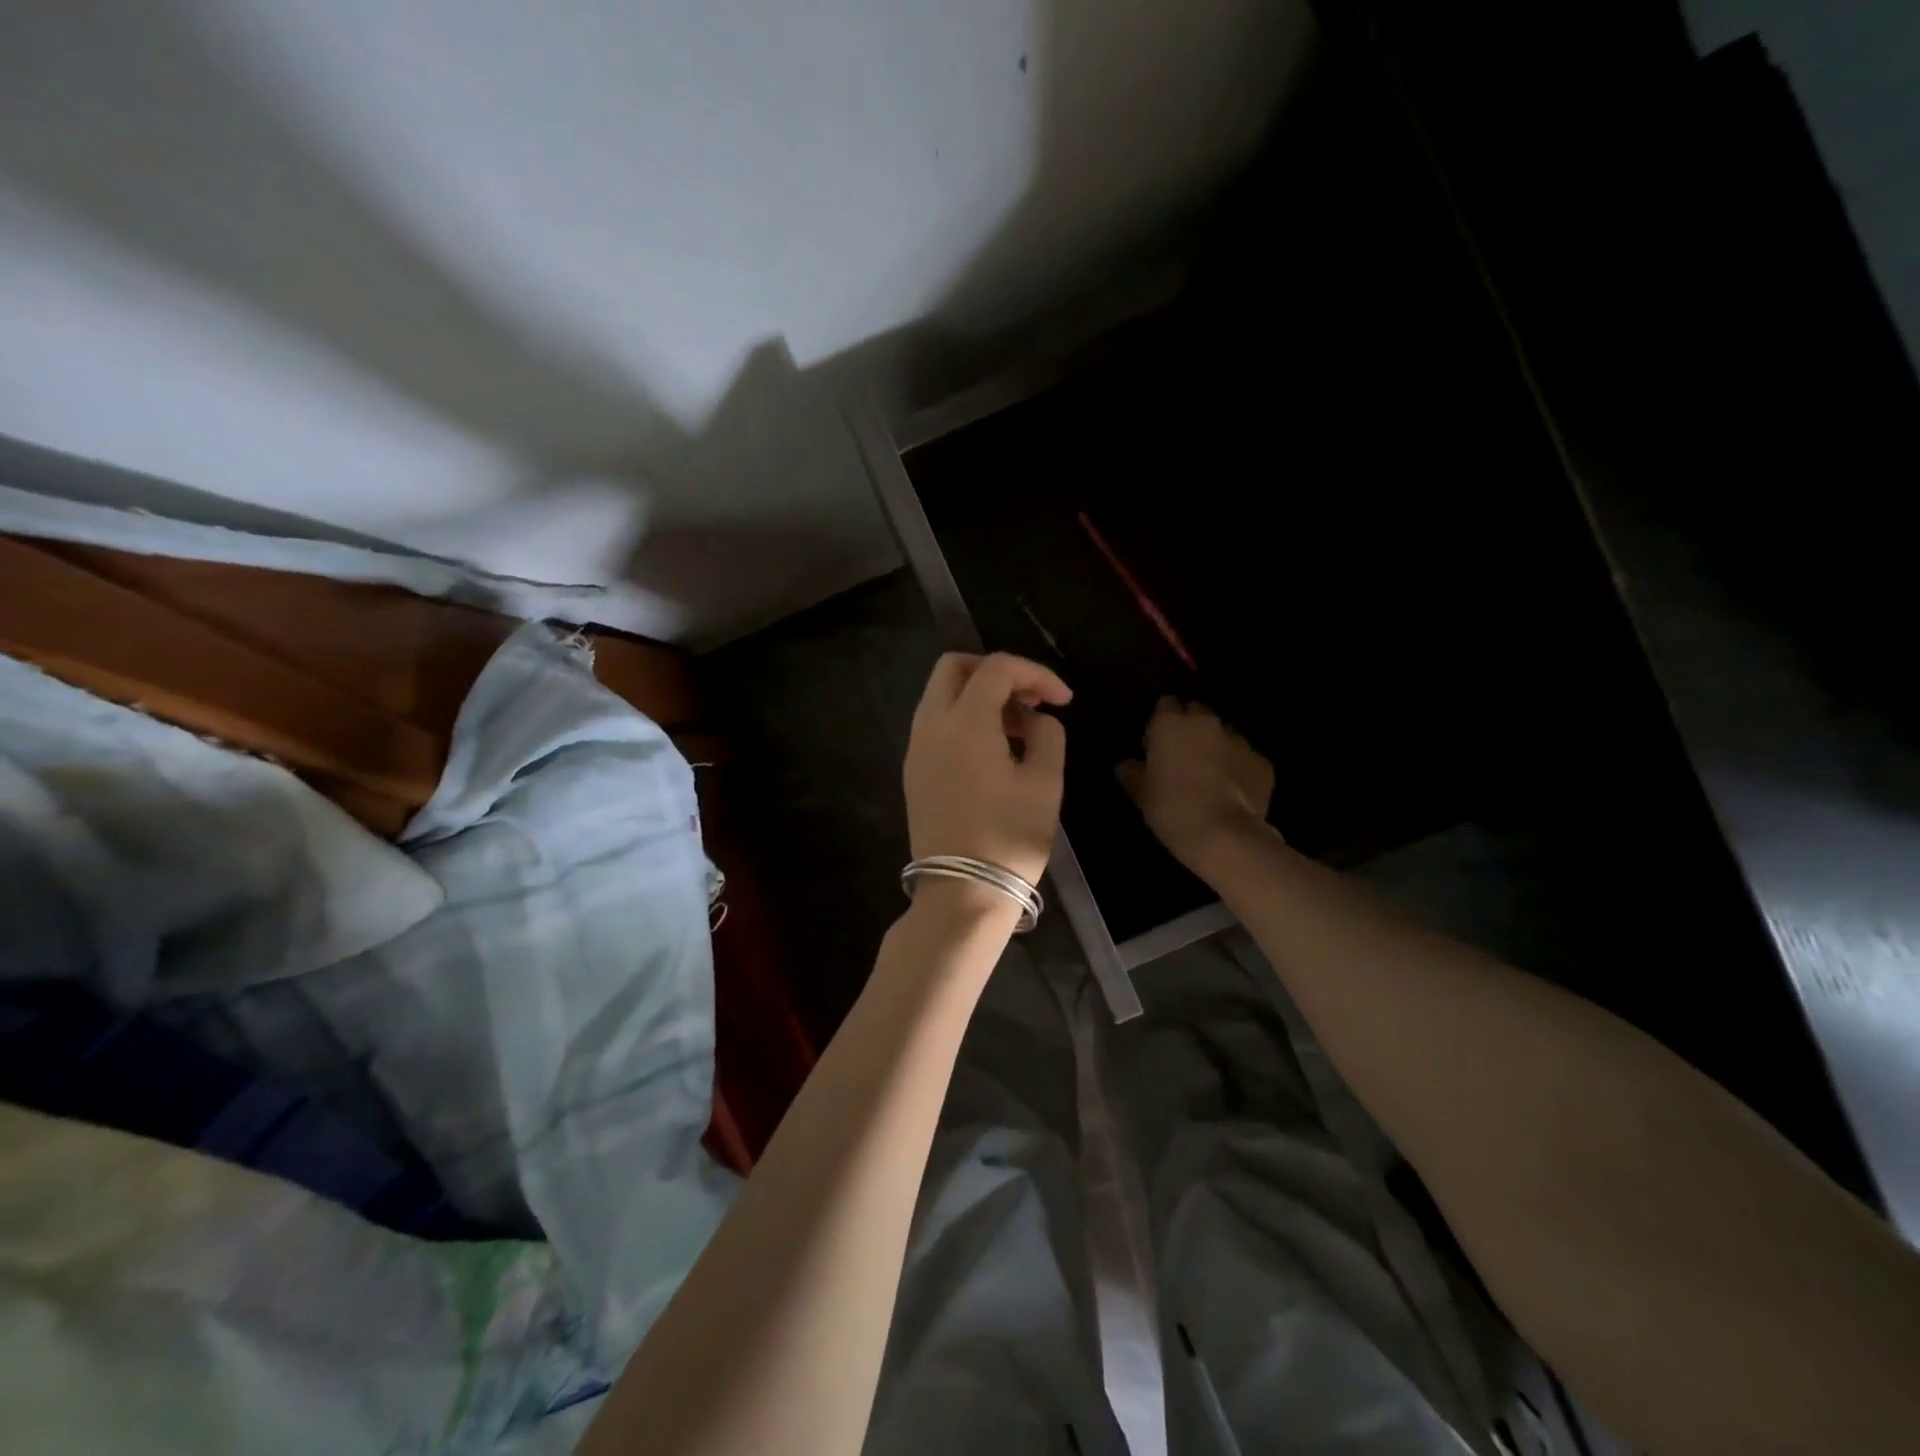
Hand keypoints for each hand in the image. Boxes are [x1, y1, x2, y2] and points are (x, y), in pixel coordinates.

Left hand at [904, 652, 1071, 887]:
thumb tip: (1035, 720)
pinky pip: (935, 724)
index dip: (1035, 673)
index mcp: (964, 722)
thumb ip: (1048, 735)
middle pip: (954, 668)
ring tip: (1018, 728)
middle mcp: (930, 725)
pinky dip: (963, 719)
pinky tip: (993, 749)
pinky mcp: (913, 772)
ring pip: (941, 695)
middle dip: (995, 671)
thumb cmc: (1009, 838)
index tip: (1063, 700)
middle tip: (1029, 699)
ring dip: (978, 695)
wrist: (961, 894)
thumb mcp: (1045, 783)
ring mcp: (916, 749)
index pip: (996, 667)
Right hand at [1118, 697, 1274, 869]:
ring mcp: (1239, 740)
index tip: (1154, 742)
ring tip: (1209, 776)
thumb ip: (1131, 772)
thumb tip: (1126, 764)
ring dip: (1215, 748)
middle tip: (1181, 757)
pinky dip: (1238, 769)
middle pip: (1197, 713)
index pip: (1165, 704)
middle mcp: (1207, 722)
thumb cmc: (1170, 807)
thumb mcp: (1140, 792)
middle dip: (1189, 729)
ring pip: (1223, 735)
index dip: (1160, 721)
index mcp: (1171, 723)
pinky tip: (1231, 792)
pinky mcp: (1263, 762)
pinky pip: (1245, 759)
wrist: (1222, 834)